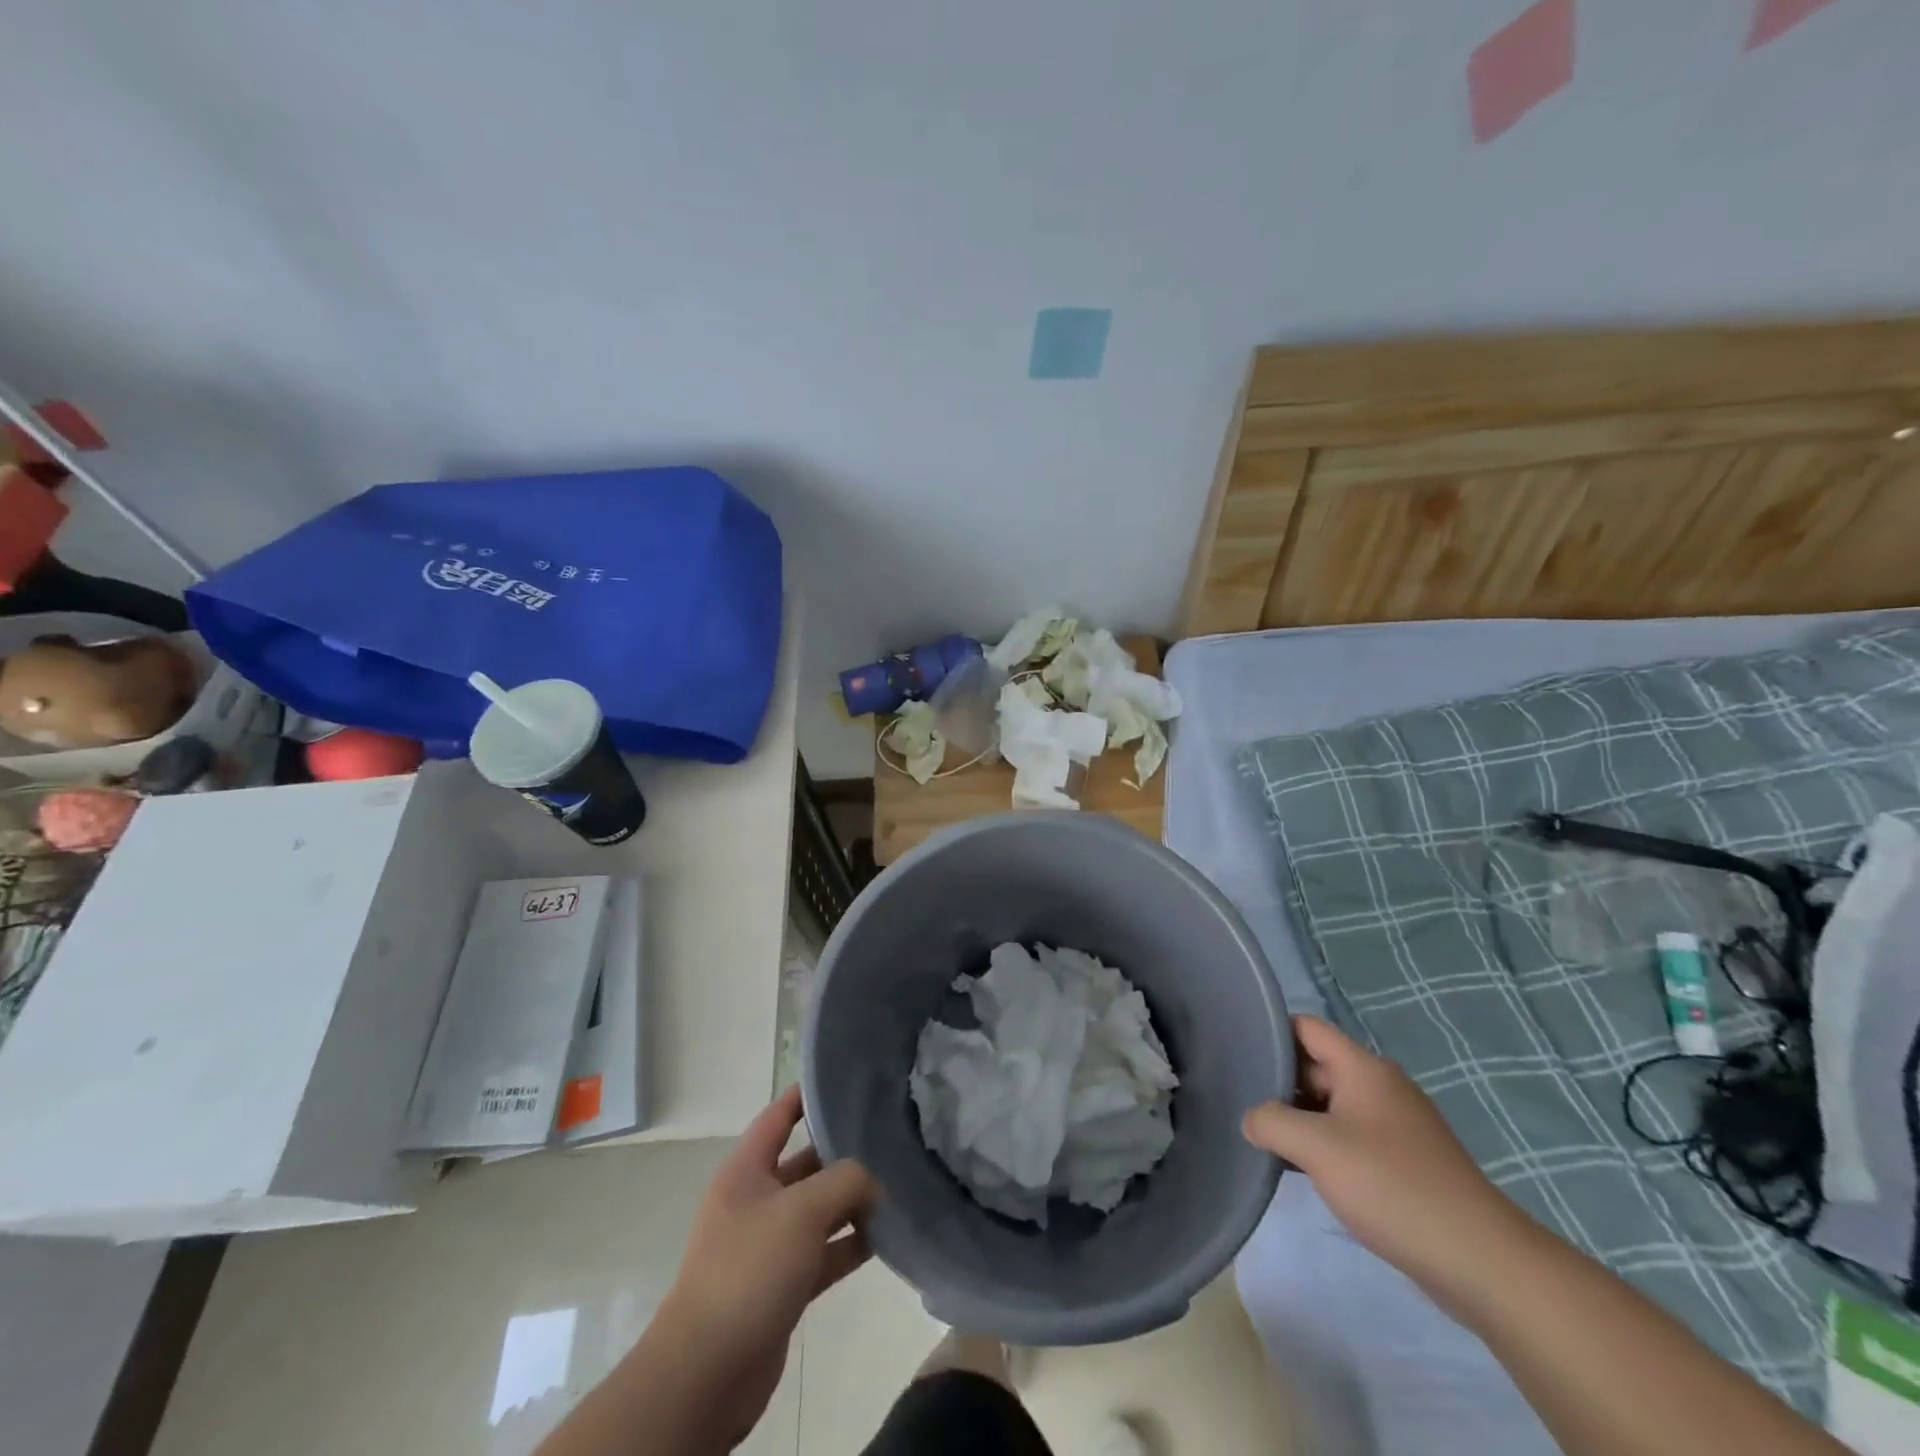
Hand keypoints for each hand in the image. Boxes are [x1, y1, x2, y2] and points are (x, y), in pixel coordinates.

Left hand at [653, 1086, 877, 1446]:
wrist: (707, 1372)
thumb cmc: (749, 1270)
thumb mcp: (801, 1210)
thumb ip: (844, 1181)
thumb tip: (873, 1181)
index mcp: (746, 1170)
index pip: (778, 1116)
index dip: (807, 1095)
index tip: (845, 1080)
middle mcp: (756, 1200)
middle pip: (805, 1163)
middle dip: (843, 1153)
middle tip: (889, 1137)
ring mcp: (768, 1244)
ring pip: (818, 1210)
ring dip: (852, 1201)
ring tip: (897, 1185)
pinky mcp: (782, 1284)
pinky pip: (823, 1251)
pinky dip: (849, 1243)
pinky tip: (885, 1237)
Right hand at [1242, 1016, 1525, 1304]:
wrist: (1481, 1261)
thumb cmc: (1392, 1186)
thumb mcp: (1316, 1147)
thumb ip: (1270, 1121)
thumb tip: (1252, 1119)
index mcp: (1363, 1068)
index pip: (1306, 1027)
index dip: (1271, 1032)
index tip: (1237, 1052)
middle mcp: (1381, 1086)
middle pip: (1317, 1065)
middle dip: (1279, 1080)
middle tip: (1239, 1100)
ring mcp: (1396, 1125)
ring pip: (1332, 1104)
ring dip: (1299, 1117)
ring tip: (1262, 1136)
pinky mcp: (1405, 1161)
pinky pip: (1351, 1135)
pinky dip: (1323, 1143)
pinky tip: (1301, 1169)